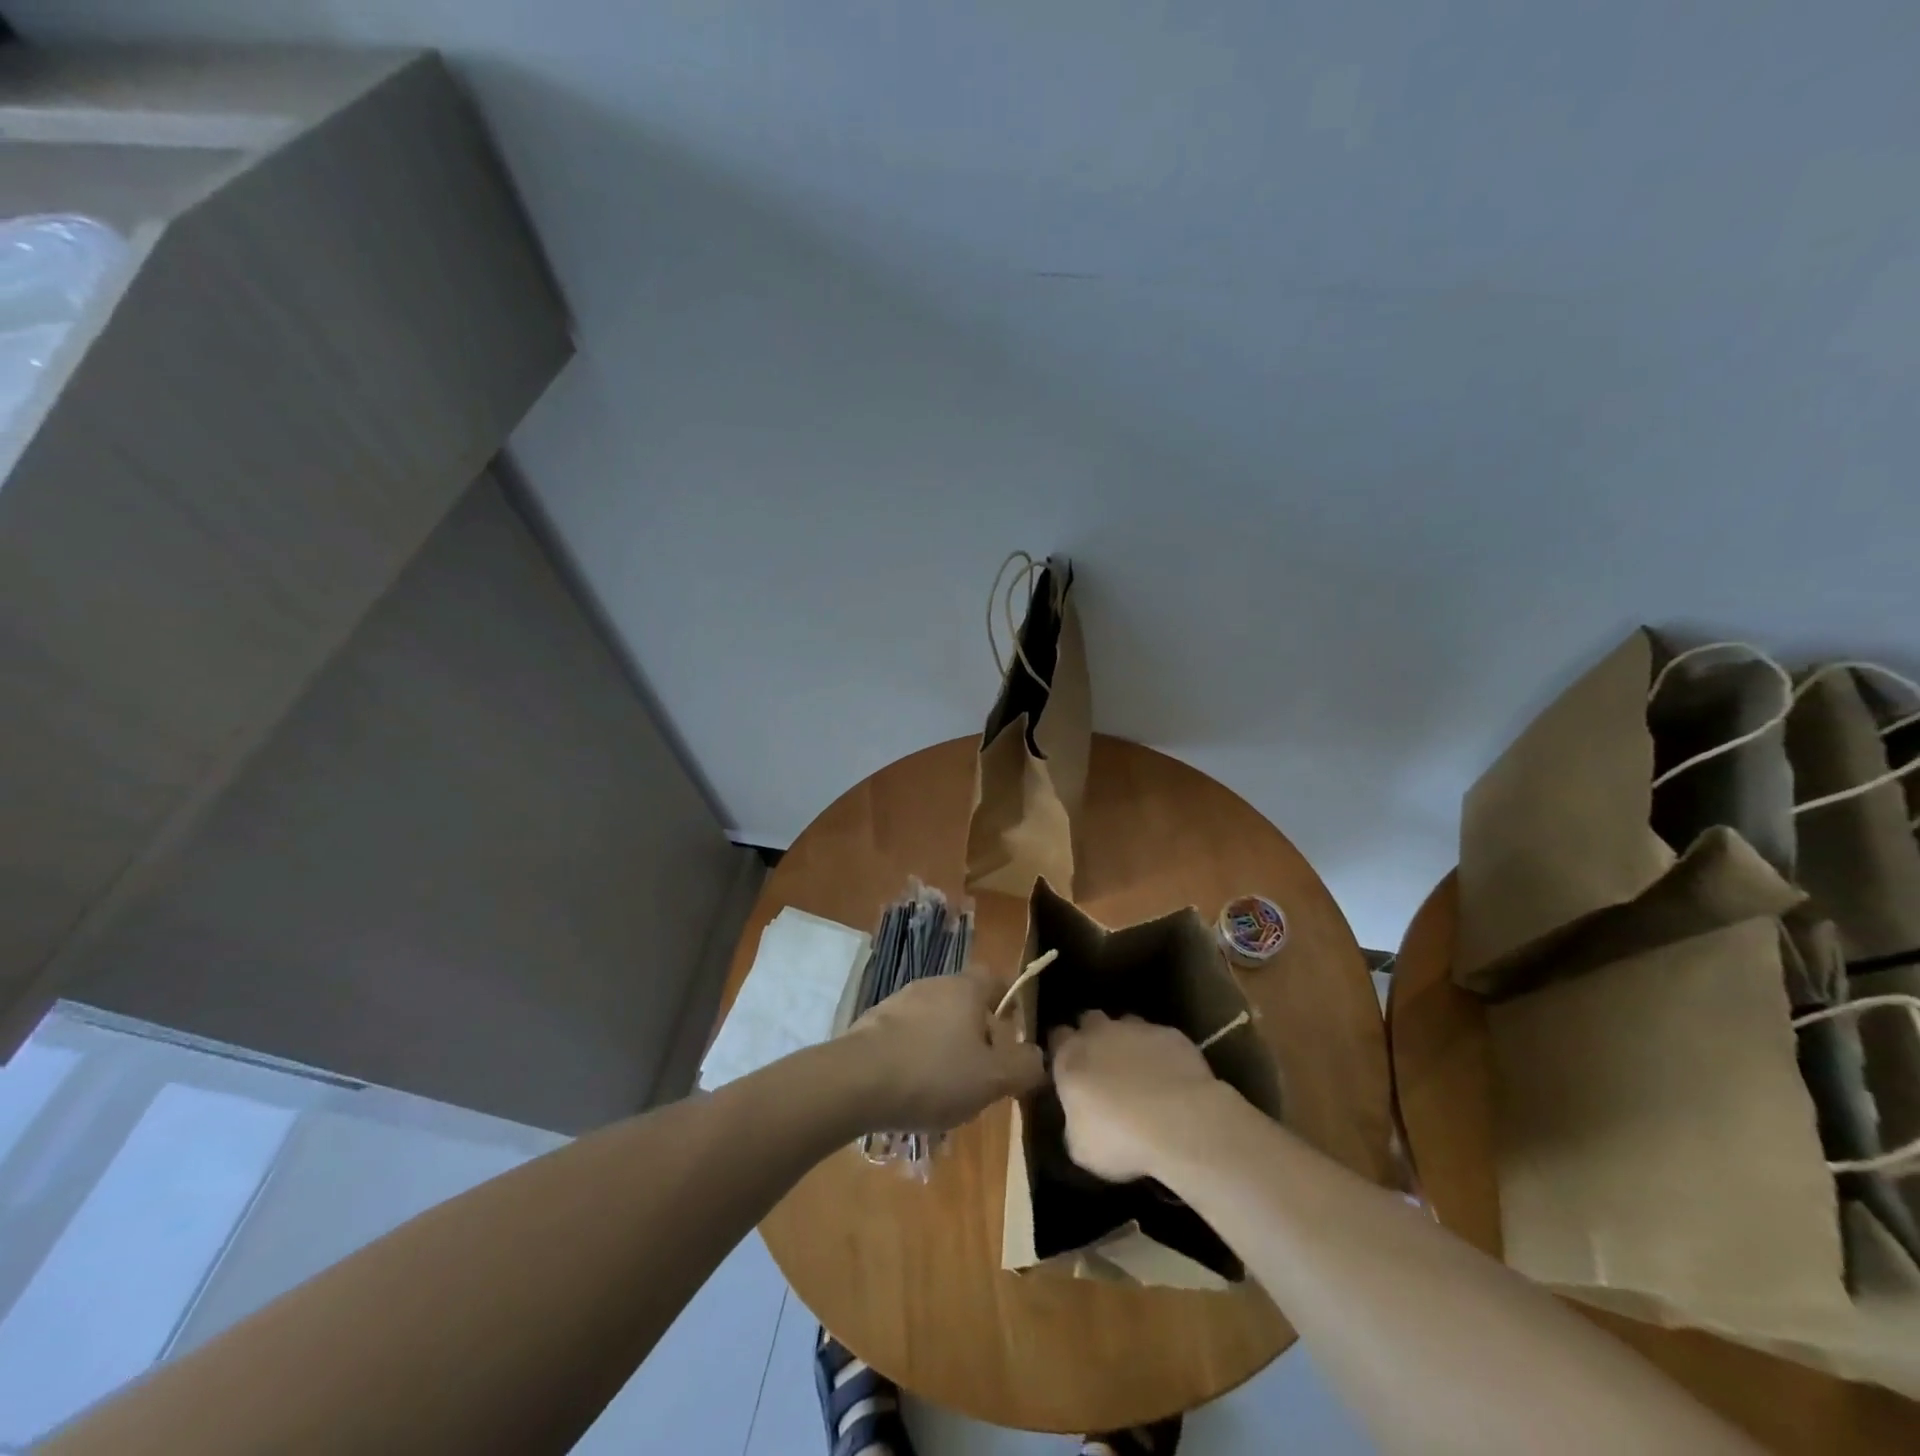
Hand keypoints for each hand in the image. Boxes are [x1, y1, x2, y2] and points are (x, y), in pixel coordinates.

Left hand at [841, 973, 1045, 1132]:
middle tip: (984, 1074)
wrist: (856, 1081)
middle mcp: (933, 984)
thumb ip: (1024, 1067)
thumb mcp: (993, 1079)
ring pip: (936, 1020)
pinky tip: (912, 1091)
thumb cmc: (934, 1075)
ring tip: (947, 1090)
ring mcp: (899, 1002)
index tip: (1014, 1039)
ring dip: (946, 1048)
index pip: (996, 979)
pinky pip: (907, 1036)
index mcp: (965, 988)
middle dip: (978, 1035)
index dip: (1010, 1004)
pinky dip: (916, 1056)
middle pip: (966, 1002)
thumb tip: (1037, 1057)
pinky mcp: (873, 1024)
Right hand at [1049, 1011, 1228, 1181]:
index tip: (1069, 1069)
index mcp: (1070, 1057)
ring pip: (1126, 1024)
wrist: (1179, 1122)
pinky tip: (1171, 1078)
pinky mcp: (1170, 1034)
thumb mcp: (1081, 1148)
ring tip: (1139, 1071)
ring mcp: (1137, 1029)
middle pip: (1089, 1020)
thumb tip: (1078, 1122)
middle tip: (1102, 1067)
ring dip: (1127, 1041)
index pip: (1057, 1037)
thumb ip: (1074, 1124)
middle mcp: (1099, 1033)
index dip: (1062, 1050)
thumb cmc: (1120, 1138)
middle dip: (1092, 1036)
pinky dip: (1160, 1053)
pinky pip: (1160, 1038)